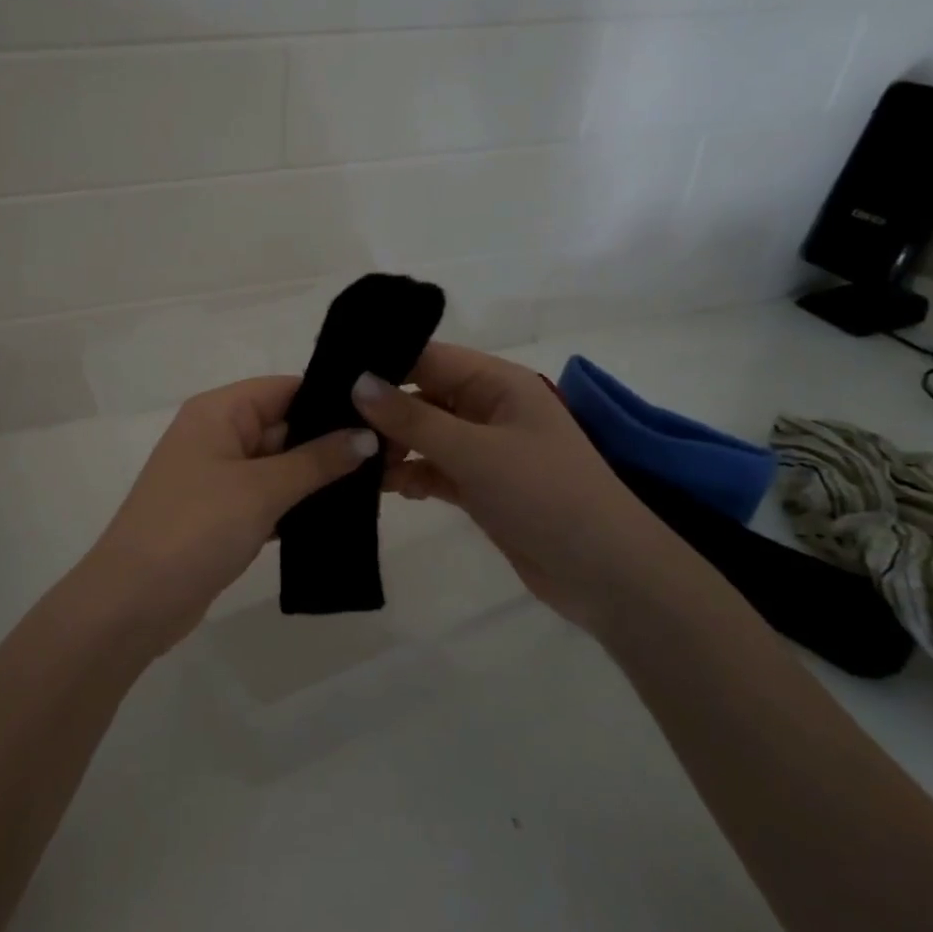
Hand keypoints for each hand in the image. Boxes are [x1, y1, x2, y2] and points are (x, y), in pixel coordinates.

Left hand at [79, 376, 376, 654]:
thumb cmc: (195, 528)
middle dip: (335, 442)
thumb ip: (317, 460)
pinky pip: (270, 498)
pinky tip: (344, 515)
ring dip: (321, 477)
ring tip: (385, 483)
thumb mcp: (261, 489)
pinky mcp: (222, 515)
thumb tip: (367, 435)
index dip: (333, 399)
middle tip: (397, 455)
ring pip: (281, 466)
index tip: (385, 415)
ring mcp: (218, 478)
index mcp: (218, 412)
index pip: (286, 389)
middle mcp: (217, 435)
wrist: (133, 602)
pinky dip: (300, 505)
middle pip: (286, 426)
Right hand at [353, 343, 685, 633]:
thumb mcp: (474, 451)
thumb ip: (412, 418)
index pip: (427, 358)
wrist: (605, 573)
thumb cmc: (545, 494)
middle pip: (421, 396)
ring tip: (349, 460)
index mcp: (496, 383)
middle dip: (379, 411)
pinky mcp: (480, 486)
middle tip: (327, 425)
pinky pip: (433, 469)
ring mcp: (484, 450)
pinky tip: (385, 488)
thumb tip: (357, 382)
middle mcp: (487, 409)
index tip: (328, 376)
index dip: (380, 363)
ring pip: (423, 436)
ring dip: (391, 447)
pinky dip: (410, 475)